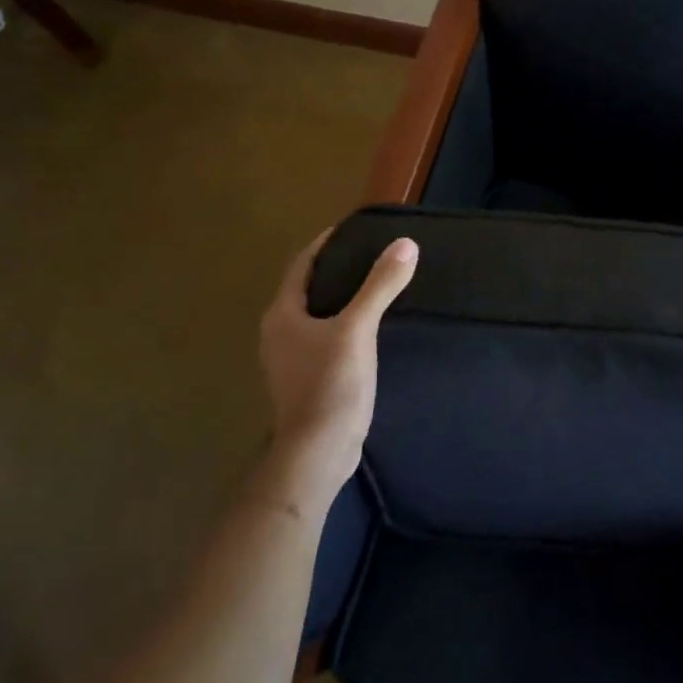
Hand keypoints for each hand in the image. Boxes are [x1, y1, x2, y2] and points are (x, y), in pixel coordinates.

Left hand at [257, 229, 417, 500]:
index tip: (350, 229)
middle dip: (333, 270)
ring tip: (371, 287)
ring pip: (313, 316)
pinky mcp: (304, 380)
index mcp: (282, 315)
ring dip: (337, 299)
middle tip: (368, 255)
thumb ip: (380, 285)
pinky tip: (365, 329)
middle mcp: (277, 333)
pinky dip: (340, 324)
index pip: (301, 265)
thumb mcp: (358, 329)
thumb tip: (405, 244)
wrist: (318, 452)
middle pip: (305, 289)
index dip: (324, 245)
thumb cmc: (331, 384)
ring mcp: (288, 360)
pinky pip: (321, 338)